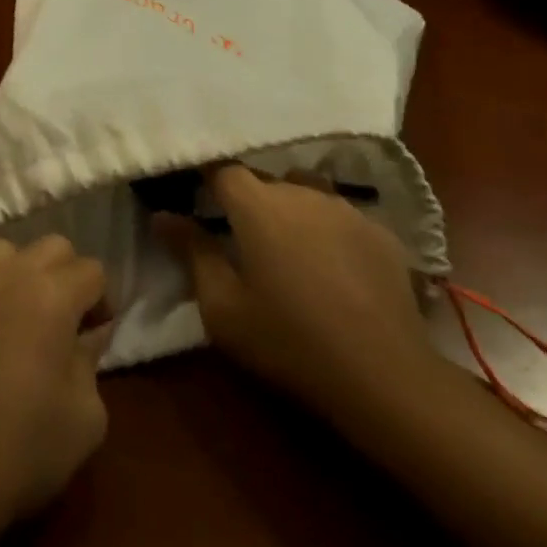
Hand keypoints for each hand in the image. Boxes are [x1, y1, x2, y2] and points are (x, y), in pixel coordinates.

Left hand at [0, 235, 110, 546]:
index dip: (103, 301)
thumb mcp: (85, 417)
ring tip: (27, 318)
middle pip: (52, 246)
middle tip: (68, 323)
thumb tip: (86, 337)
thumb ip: (92, 362)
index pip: (92, 269)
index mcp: (51, 294)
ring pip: (8, 251)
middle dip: (69, 275)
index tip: (97, 336)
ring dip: (26, 273)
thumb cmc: (21, 448)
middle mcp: (8, 275)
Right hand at [159, 164, 440, 431]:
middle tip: (240, 237)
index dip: (207, 178)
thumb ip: (192, 253)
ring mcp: (346, 209)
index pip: (222, 170)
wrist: (384, 376)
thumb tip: (162, 216)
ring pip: (305, 192)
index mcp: (258, 206)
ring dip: (290, 211)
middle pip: (265, 180)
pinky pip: (341, 216)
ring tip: (288, 248)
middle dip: (248, 200)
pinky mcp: (381, 232)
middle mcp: (301, 193)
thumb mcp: (223, 308)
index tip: (195, 194)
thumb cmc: (289, 341)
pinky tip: (332, 267)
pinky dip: (327, 230)